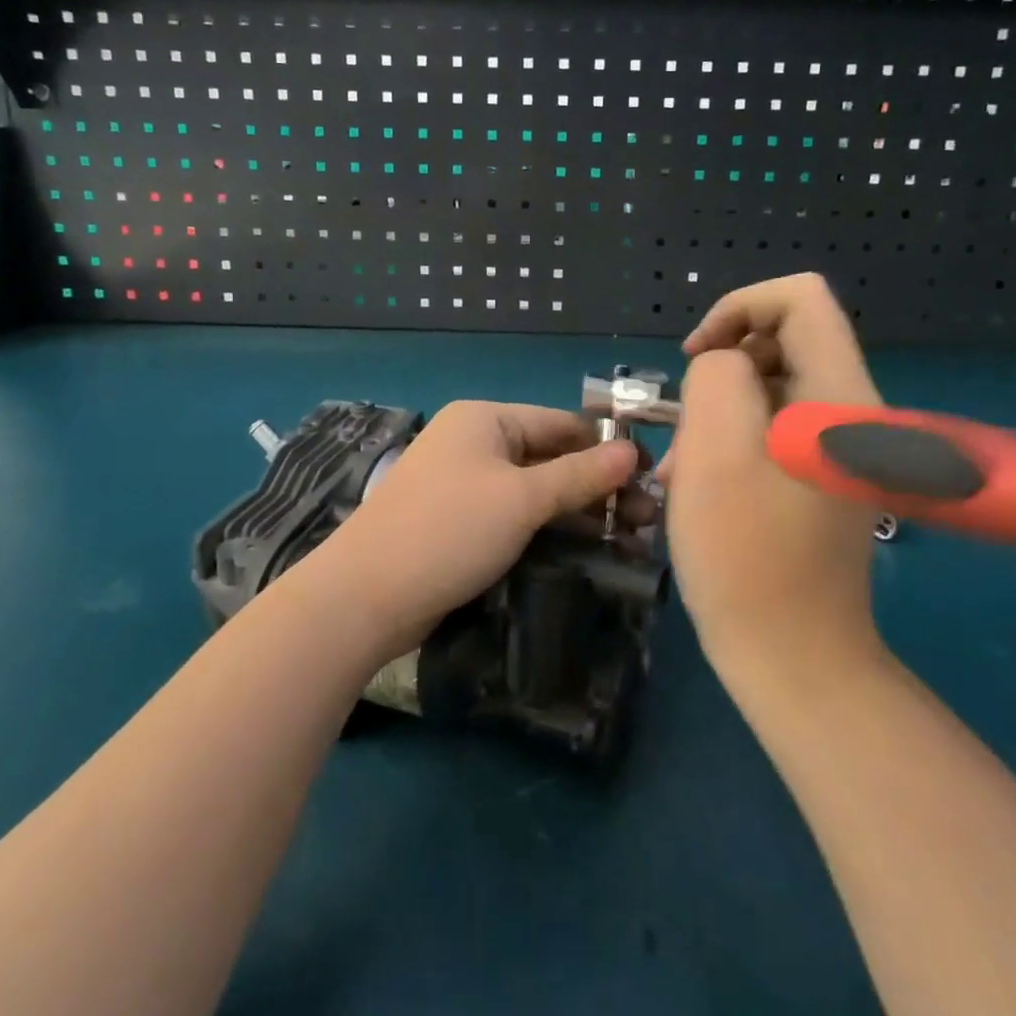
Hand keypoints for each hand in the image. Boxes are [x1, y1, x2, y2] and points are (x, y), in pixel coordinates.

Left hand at [319, 402, 640, 659]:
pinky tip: (581, 549)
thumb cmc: (450, 530)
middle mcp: (474, 442)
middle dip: (597, 486)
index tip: (651, 480)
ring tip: (627, 540)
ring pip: (534, 489)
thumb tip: (633, 453)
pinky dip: (546, 526)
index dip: (608, 450)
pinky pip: (513, 513)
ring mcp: (463, 482)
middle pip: (550, 456)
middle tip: (646, 520)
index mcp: (486, 420)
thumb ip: (580, 475)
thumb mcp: (522, 499)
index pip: (562, 424)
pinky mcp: (458, 520)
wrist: (365, 596)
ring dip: (576, 510)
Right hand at [663, 274, 887, 672]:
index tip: (696, 357)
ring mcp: (841, 447)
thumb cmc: (747, 556)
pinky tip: (702, 483)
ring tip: (685, 466)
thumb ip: (717, 376)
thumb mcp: (715, 450)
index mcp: (840, 395)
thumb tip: (723, 366)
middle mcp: (853, 411)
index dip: (739, 307)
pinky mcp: (824, 475)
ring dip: (720, 410)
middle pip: (783, 340)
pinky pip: (774, 427)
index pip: (800, 297)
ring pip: (772, 386)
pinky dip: (733, 439)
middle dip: (722, 368)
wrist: (793, 660)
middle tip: (685, 425)